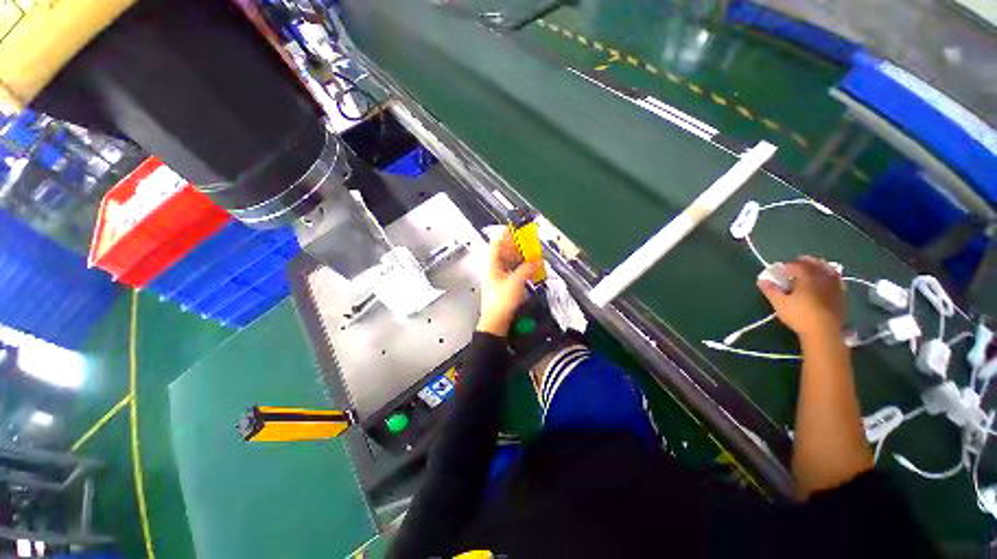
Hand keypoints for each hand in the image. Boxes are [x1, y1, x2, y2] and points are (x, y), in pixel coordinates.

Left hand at [477, 230, 539, 335]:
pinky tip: (529, 270)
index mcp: (492, 265)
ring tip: (532, 254)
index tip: (516, 228)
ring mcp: (498, 278)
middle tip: (529, 242)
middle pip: (504, 252)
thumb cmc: (502, 301)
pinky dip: (521, 269)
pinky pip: (512, 272)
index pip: (496, 243)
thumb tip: (538, 259)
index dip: (505, 234)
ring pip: (509, 262)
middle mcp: (494, 269)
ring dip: (520, 258)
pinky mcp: (504, 287)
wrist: (495, 323)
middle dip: (516, 246)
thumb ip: (527, 269)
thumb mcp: (515, 283)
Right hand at [757, 256, 844, 340]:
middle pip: (815, 265)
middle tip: (800, 260)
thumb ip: (771, 290)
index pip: (796, 266)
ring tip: (817, 266)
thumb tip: (761, 280)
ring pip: (829, 271)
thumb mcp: (780, 303)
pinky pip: (837, 281)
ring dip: (822, 266)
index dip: (787, 265)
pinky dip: (832, 277)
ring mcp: (834, 287)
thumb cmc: (799, 315)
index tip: (780, 268)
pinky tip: (829, 280)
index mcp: (806, 278)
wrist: (824, 331)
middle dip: (807, 261)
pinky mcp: (841, 296)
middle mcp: (822, 278)